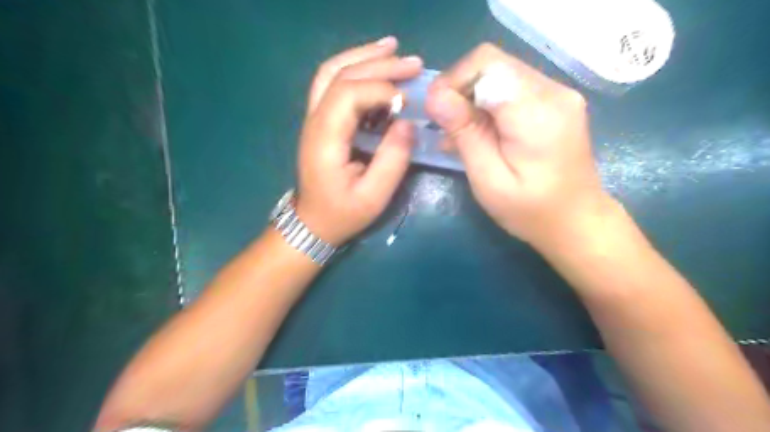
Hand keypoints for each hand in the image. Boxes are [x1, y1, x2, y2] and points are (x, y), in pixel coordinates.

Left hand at [298, 37, 423, 246]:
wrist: (313, 222)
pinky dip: (354, 68)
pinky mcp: (320, 121)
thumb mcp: (374, 196)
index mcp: (325, 139)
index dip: (381, 89)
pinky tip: (374, 65)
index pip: (348, 94)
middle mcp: (314, 120)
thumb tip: (408, 123)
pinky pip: (332, 83)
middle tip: (413, 62)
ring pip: (331, 72)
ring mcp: (314, 118)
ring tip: (392, 47)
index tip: (408, 101)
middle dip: (378, 63)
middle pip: (340, 75)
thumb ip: (392, 160)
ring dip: (362, 56)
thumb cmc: (343, 213)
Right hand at [424, 41, 617, 250]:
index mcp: (537, 112)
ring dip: (472, 98)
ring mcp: (558, 94)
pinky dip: (489, 104)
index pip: (486, 64)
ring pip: (500, 74)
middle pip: (493, 63)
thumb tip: (436, 96)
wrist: (576, 221)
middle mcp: (553, 91)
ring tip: (459, 134)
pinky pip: (512, 88)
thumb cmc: (530, 210)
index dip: (452, 81)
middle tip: (444, 125)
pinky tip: (480, 132)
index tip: (435, 113)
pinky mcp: (556, 102)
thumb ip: (465, 133)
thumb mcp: (488, 178)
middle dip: (460, 89)